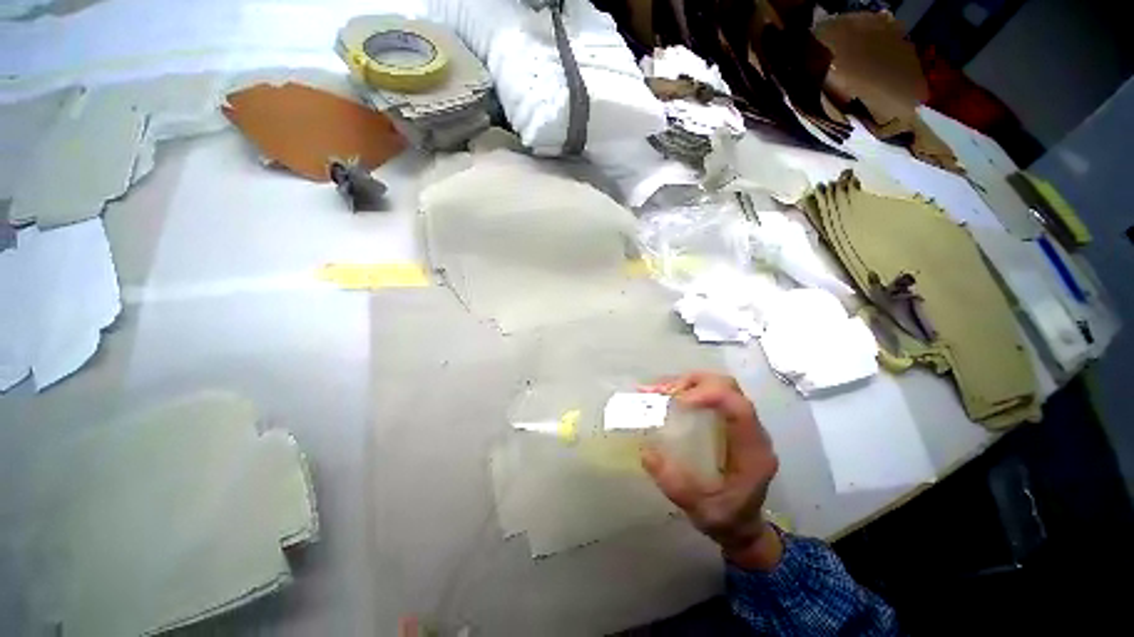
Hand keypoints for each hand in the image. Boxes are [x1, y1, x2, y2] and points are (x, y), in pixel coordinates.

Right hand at [640, 372, 782, 569]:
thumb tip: (646, 453)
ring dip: (686, 383)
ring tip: (657, 391)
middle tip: (661, 393)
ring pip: (717, 385)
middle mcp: (751, 430)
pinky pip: (710, 393)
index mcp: (752, 451)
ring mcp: (741, 423)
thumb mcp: (699, 510)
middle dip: (693, 383)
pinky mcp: (728, 421)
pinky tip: (665, 396)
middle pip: (728, 387)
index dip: (710, 395)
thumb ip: (674, 485)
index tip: (678, 401)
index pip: (739, 408)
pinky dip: (686, 389)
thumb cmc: (726, 520)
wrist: (742, 527)